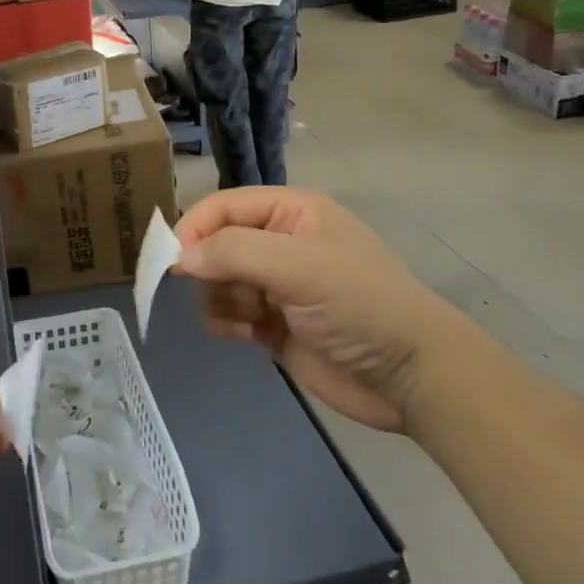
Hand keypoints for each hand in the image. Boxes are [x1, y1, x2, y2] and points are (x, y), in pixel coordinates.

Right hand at [174, 187, 481, 432]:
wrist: (412, 377)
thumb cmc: (358, 304)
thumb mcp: (297, 266)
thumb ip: (233, 252)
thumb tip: (179, 257)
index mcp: (290, 212)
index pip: (224, 206)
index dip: (194, 227)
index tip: (171, 261)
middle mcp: (279, 242)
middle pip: (216, 243)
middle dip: (206, 267)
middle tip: (207, 291)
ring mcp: (276, 285)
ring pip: (217, 280)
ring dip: (217, 298)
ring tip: (241, 318)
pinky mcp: (274, 324)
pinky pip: (229, 314)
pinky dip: (225, 323)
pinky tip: (241, 336)